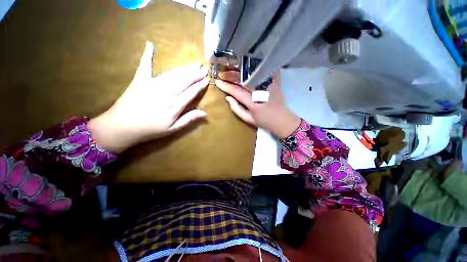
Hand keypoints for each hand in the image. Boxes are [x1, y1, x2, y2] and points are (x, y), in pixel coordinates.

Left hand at [88, 41, 208, 152]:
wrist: (122, 126)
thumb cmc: (151, 129)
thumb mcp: (173, 128)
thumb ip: (189, 119)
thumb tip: (205, 113)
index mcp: (175, 104)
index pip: (192, 91)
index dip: (200, 85)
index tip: (207, 79)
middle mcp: (167, 91)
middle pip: (185, 80)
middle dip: (196, 73)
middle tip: (204, 67)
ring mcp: (153, 83)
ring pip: (173, 73)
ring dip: (185, 68)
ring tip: (194, 64)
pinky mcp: (140, 80)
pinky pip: (145, 65)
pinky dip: (147, 55)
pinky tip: (150, 45)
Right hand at [216, 70, 299, 138]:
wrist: (282, 120)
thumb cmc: (264, 121)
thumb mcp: (248, 119)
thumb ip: (236, 108)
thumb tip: (227, 97)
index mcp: (253, 102)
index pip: (236, 91)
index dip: (226, 86)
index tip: (217, 82)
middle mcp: (260, 91)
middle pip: (243, 79)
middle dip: (230, 75)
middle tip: (221, 74)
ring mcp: (269, 84)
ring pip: (251, 73)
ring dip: (239, 70)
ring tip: (230, 69)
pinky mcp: (275, 81)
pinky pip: (264, 70)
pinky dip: (255, 66)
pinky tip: (246, 64)